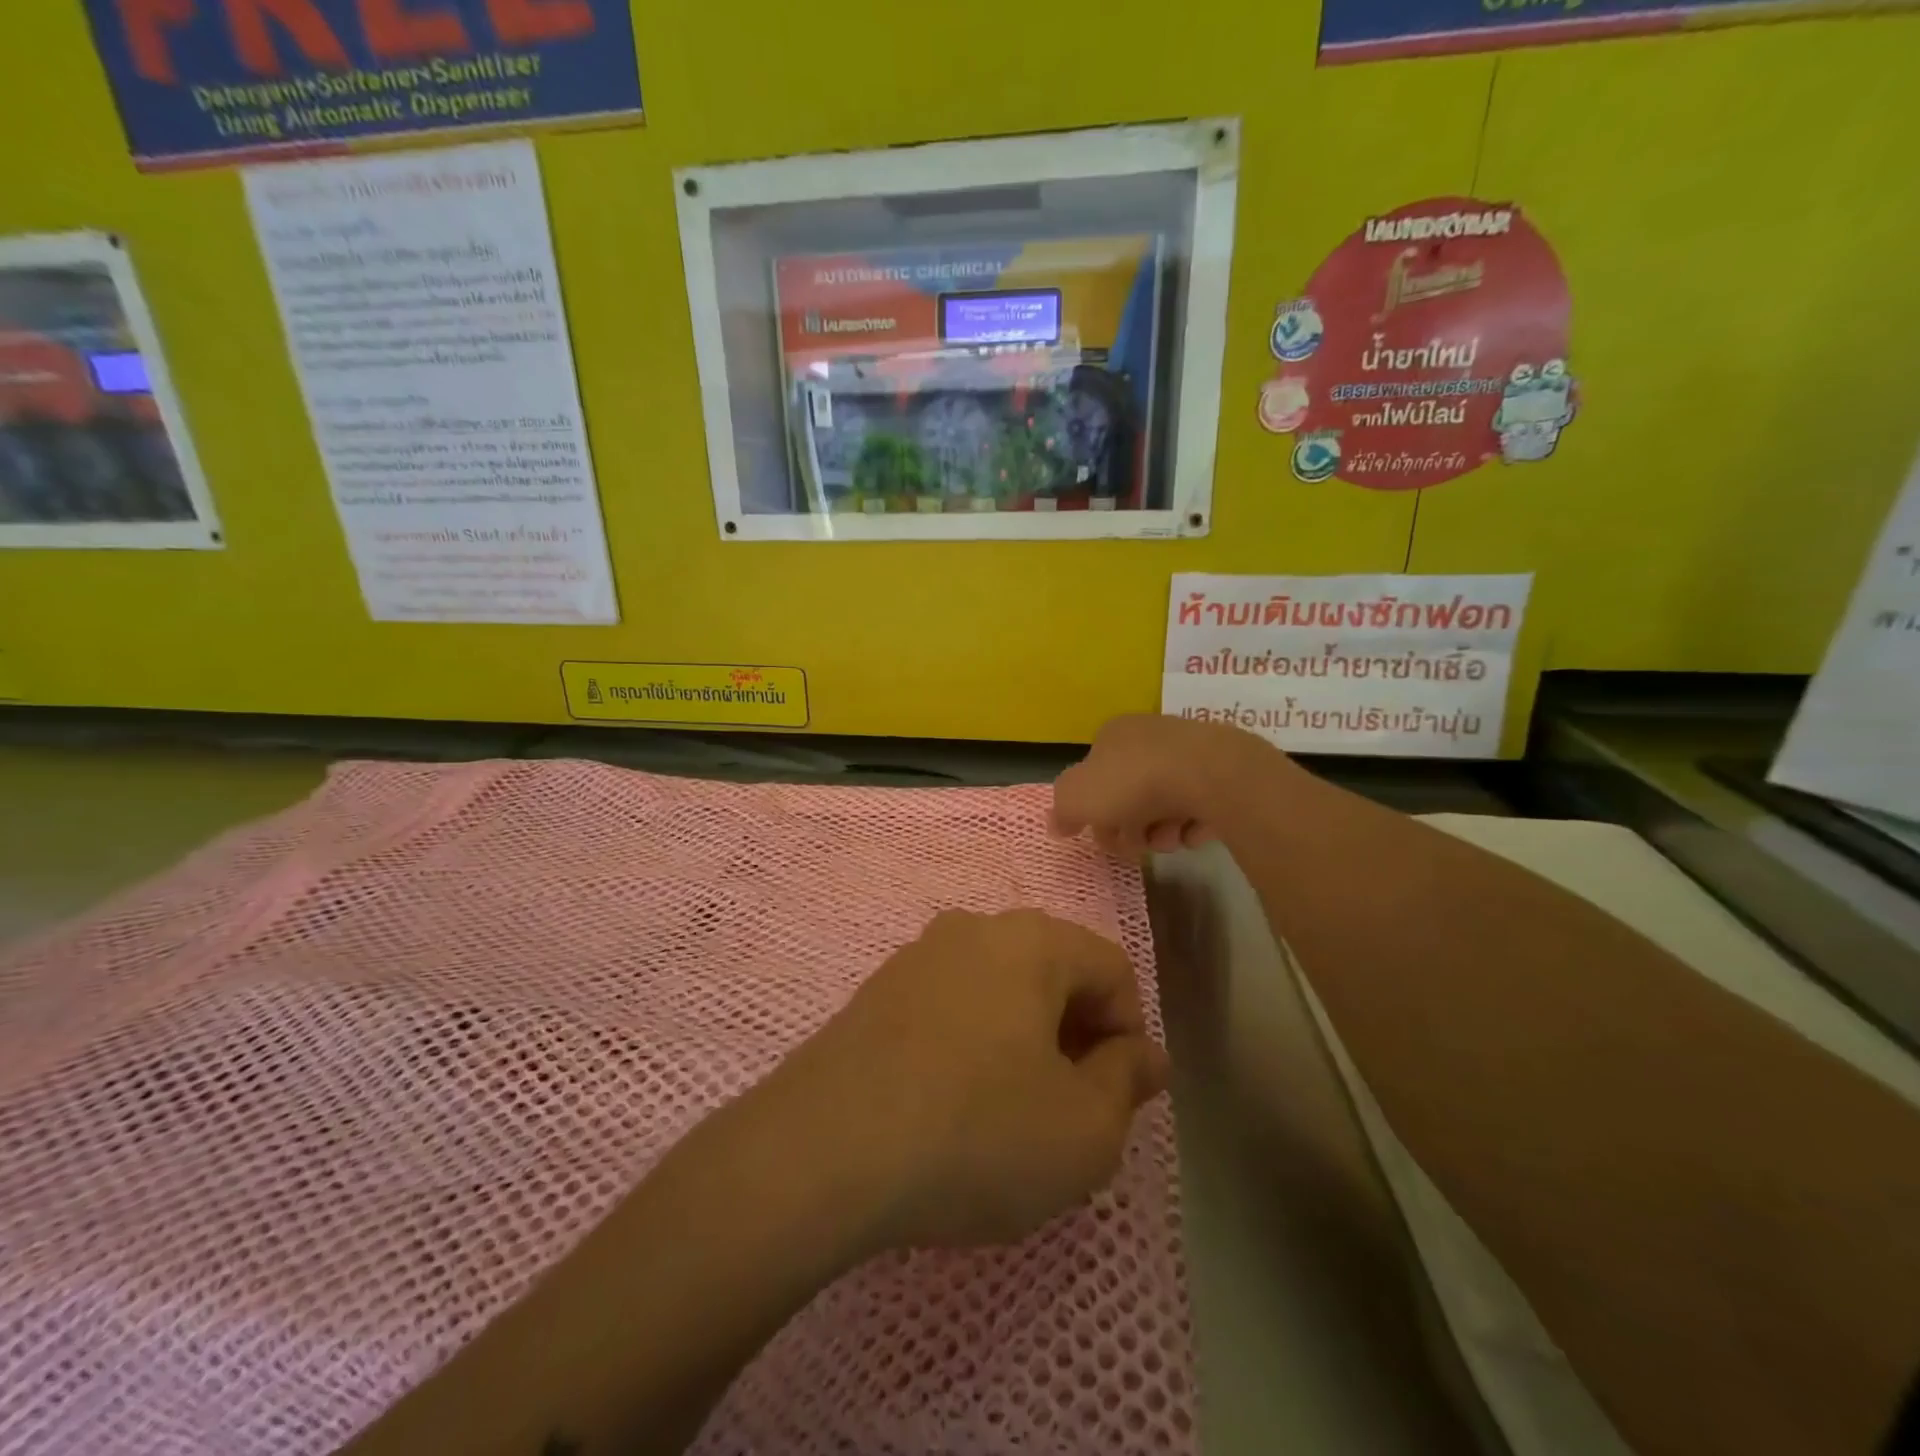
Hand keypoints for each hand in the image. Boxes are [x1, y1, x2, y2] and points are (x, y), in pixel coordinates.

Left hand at [786, 909, 1167, 1249]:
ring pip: (999, 991)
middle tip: (1067, 1110)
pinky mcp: (876, 992)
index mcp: (1032, 941)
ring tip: (1007, 1114)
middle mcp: (973, 929)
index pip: (1113, 969)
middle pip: (1053, 973)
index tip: (1115, 1098)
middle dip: (1075, 1036)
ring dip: (1022, 1042)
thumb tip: (1142, 1054)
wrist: (821, 1150)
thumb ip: (1127, 1082)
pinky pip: (949, 1008)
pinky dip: (969, 1045)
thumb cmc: (976, 1133)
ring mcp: (917, 956)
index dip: (1129, 1034)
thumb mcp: (1083, 1130)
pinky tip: (951, 1106)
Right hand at [1051, 713, 1290, 854]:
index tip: (1101, 834)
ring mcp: (1189, 753)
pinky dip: (1192, 825)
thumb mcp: (1077, 797)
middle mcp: (1150, 737)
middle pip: (1129, 794)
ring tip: (1168, 840)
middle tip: (1134, 846)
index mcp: (1113, 734)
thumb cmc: (1133, 782)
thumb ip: (1062, 811)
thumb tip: (1057, 824)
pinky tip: (1192, 832)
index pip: (1094, 775)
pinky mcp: (1222, 773)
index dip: (1093, 811)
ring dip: (1160, 832)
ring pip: (1164, 805)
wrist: (1209, 774)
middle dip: (1128, 828)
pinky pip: (1199, 807)